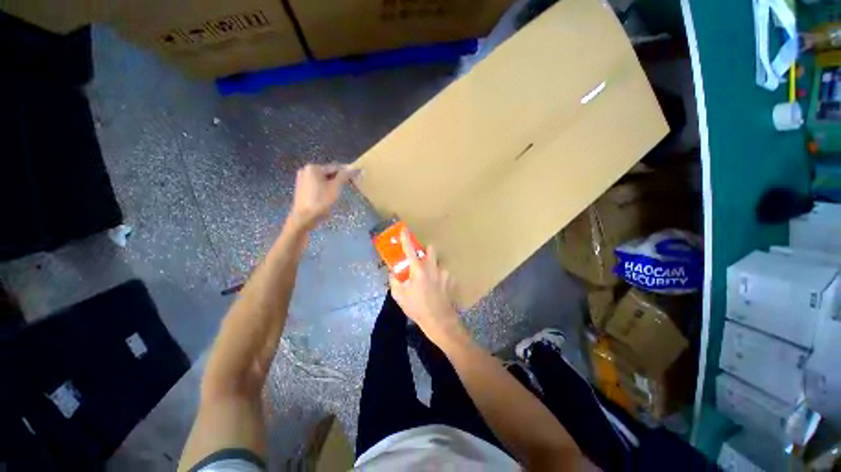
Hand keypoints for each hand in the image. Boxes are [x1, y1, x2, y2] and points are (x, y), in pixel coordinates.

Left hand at [289, 163, 355, 230]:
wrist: (304, 218)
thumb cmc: (321, 201)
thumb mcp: (335, 187)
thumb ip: (345, 176)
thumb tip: (354, 168)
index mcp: (313, 168)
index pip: (335, 167)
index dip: (347, 172)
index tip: (358, 176)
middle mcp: (306, 170)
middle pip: (328, 173)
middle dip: (339, 179)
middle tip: (350, 185)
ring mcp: (302, 179)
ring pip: (323, 179)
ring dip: (333, 184)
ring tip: (340, 192)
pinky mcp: (302, 188)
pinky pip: (318, 185)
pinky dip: (325, 188)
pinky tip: (330, 196)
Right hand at [390, 229, 462, 345]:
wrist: (439, 321)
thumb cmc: (417, 308)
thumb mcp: (399, 296)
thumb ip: (394, 281)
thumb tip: (393, 273)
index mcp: (418, 270)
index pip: (410, 250)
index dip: (405, 238)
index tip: (404, 229)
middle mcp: (432, 267)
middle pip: (431, 249)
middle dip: (425, 251)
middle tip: (420, 260)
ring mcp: (444, 273)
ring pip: (438, 262)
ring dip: (432, 267)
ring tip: (429, 280)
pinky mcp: (451, 281)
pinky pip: (444, 274)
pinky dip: (439, 278)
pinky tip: (437, 289)